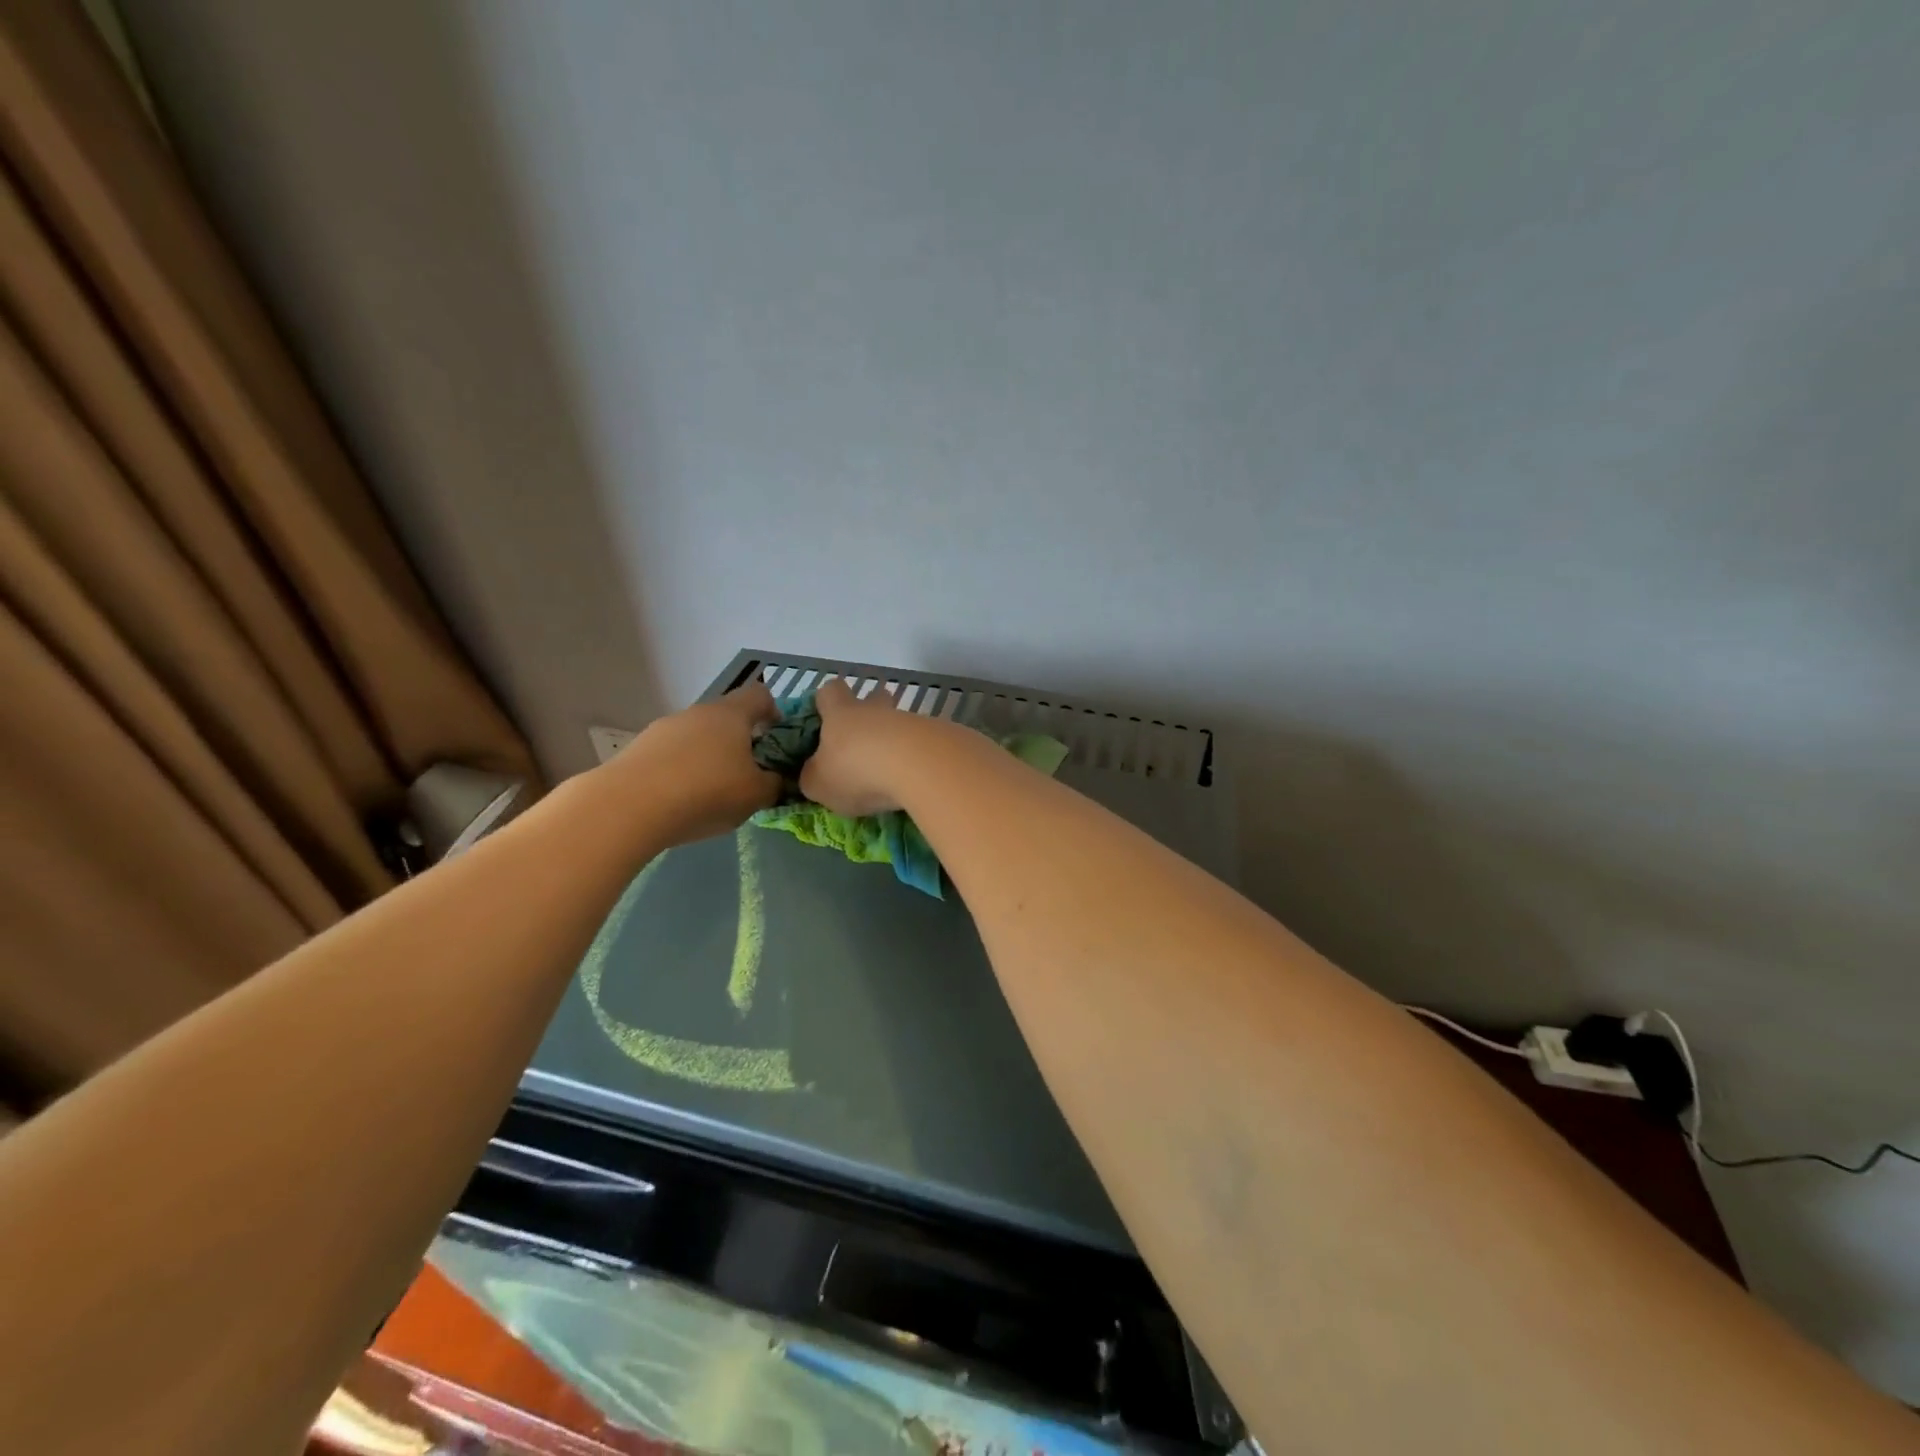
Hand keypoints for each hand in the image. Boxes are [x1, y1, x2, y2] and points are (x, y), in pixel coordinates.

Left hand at [605, 682, 782, 845]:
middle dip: (740, 743)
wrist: (627, 808)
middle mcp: (697, 712)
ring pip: (697, 737)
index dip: (774, 713)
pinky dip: (681, 772)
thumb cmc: (706, 792)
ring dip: (709, 758)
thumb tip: (776, 779)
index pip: (760, 695)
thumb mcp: (756, 795)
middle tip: (747, 777)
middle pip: (727, 718)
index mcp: (731, 714)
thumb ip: (774, 784)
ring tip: (710, 796)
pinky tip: (679, 802)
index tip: (777, 742)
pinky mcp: (638, 749)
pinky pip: (671, 755)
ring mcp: (664, 728)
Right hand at [799, 678, 934, 816]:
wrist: (920, 766)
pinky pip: (924, 743)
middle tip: (864, 743)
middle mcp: (876, 710)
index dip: (826, 701)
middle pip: (875, 697)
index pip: (830, 691)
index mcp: (841, 713)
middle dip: (871, 713)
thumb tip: (814, 773)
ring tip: (892, 773)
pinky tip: (916, 780)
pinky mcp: (939, 737)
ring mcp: (911, 720)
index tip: (825, 718)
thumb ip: (813, 776)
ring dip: (896, 741)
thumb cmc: (857, 770)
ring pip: (900, 722)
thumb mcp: (819, 784)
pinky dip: (919, 758)